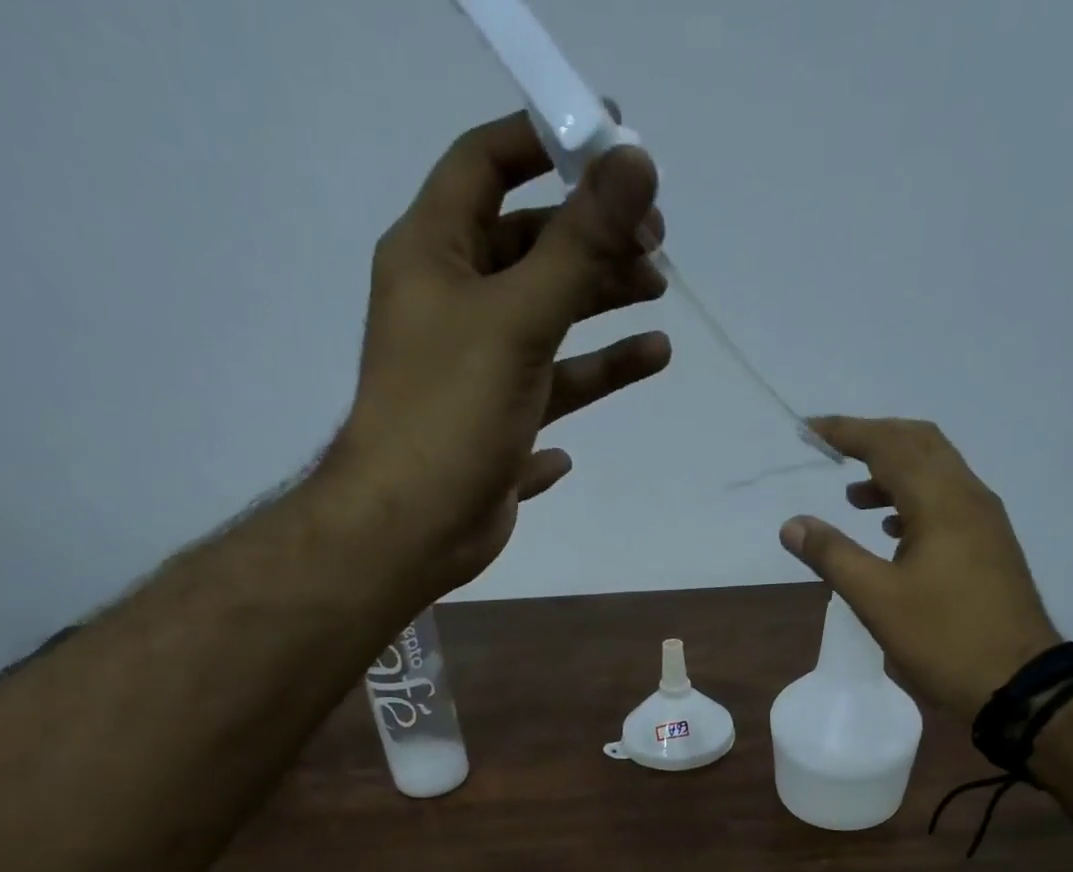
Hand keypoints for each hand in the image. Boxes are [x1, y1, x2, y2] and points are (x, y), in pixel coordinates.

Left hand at [326, 111, 672, 600]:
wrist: (413, 527)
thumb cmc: (451, 412)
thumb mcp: (517, 318)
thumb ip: (579, 245)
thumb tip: (637, 163)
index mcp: (434, 256)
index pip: (485, 165)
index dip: (545, 143)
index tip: (614, 146)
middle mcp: (451, 306)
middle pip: (529, 251)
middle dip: (593, 244)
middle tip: (656, 250)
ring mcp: (473, 372)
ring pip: (547, 326)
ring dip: (601, 314)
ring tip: (659, 312)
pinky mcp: (494, 429)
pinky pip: (547, 397)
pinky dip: (582, 385)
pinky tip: (622, 378)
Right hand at [779, 418, 1059, 722]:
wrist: (1017, 682)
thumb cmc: (943, 639)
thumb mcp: (877, 600)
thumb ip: (832, 555)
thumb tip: (792, 524)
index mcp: (942, 502)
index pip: (890, 445)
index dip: (847, 432)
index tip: (810, 431)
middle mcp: (969, 498)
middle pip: (921, 443)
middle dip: (875, 439)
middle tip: (833, 449)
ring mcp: (985, 522)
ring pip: (938, 472)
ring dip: (894, 471)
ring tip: (854, 496)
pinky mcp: (990, 546)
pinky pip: (949, 501)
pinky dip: (914, 499)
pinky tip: (893, 529)